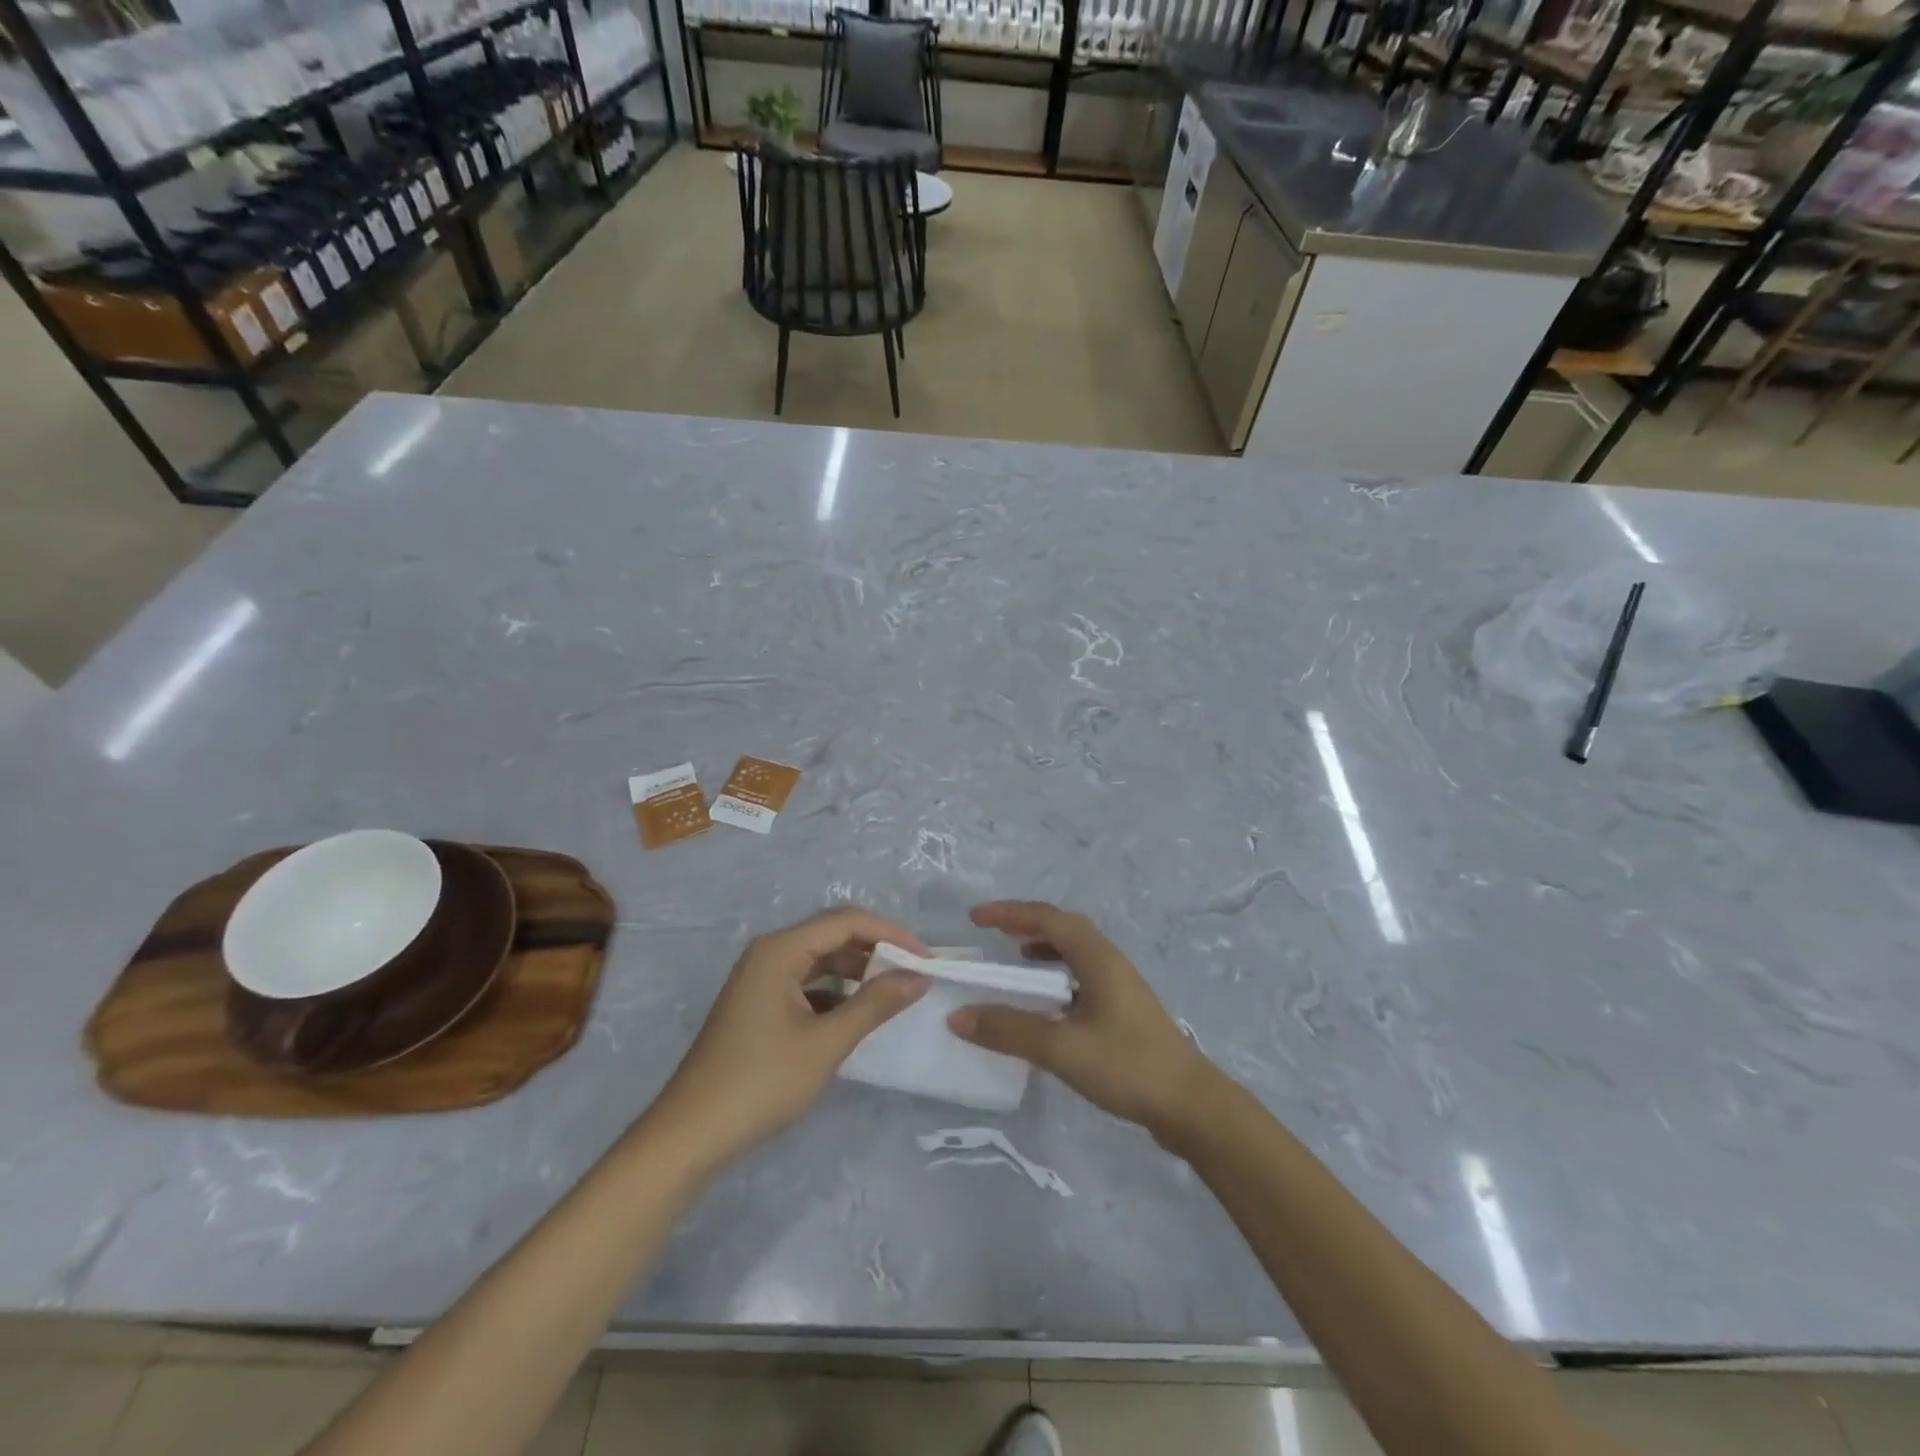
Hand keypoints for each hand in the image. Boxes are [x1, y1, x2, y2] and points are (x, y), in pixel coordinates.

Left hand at [651, 909, 928, 1162]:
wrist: (691, 1135)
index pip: (846, 921)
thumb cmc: (761, 1081)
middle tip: (914, 975)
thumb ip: (875, 1004)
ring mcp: (760, 980)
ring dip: (856, 973)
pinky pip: (805, 984)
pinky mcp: (757, 1006)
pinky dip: (835, 993)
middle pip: (832, 936)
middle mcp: (768, 954)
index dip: (890, 934)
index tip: (926, 958)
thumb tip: (918, 976)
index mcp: (780, 950)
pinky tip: (856, 1015)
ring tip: (892, 993)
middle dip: (875, 951)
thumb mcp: (826, 1043)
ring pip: (819, 962)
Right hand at [948, 901, 1214, 1143]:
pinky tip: (1047, 1001)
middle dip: (1025, 923)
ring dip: (1043, 946)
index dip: (1010, 913)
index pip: (1048, 919)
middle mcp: (1109, 961)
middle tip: (992, 932)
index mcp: (1097, 958)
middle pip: (1063, 927)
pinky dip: (1056, 974)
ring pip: (1075, 950)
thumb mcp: (1062, 1049)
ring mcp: (1119, 985)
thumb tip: (958, 1016)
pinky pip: (1081, 974)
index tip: (976, 917)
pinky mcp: (1122, 1009)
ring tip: (1014, 959)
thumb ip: (1010, 1031)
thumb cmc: (1127, 1066)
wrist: (1189, 1105)